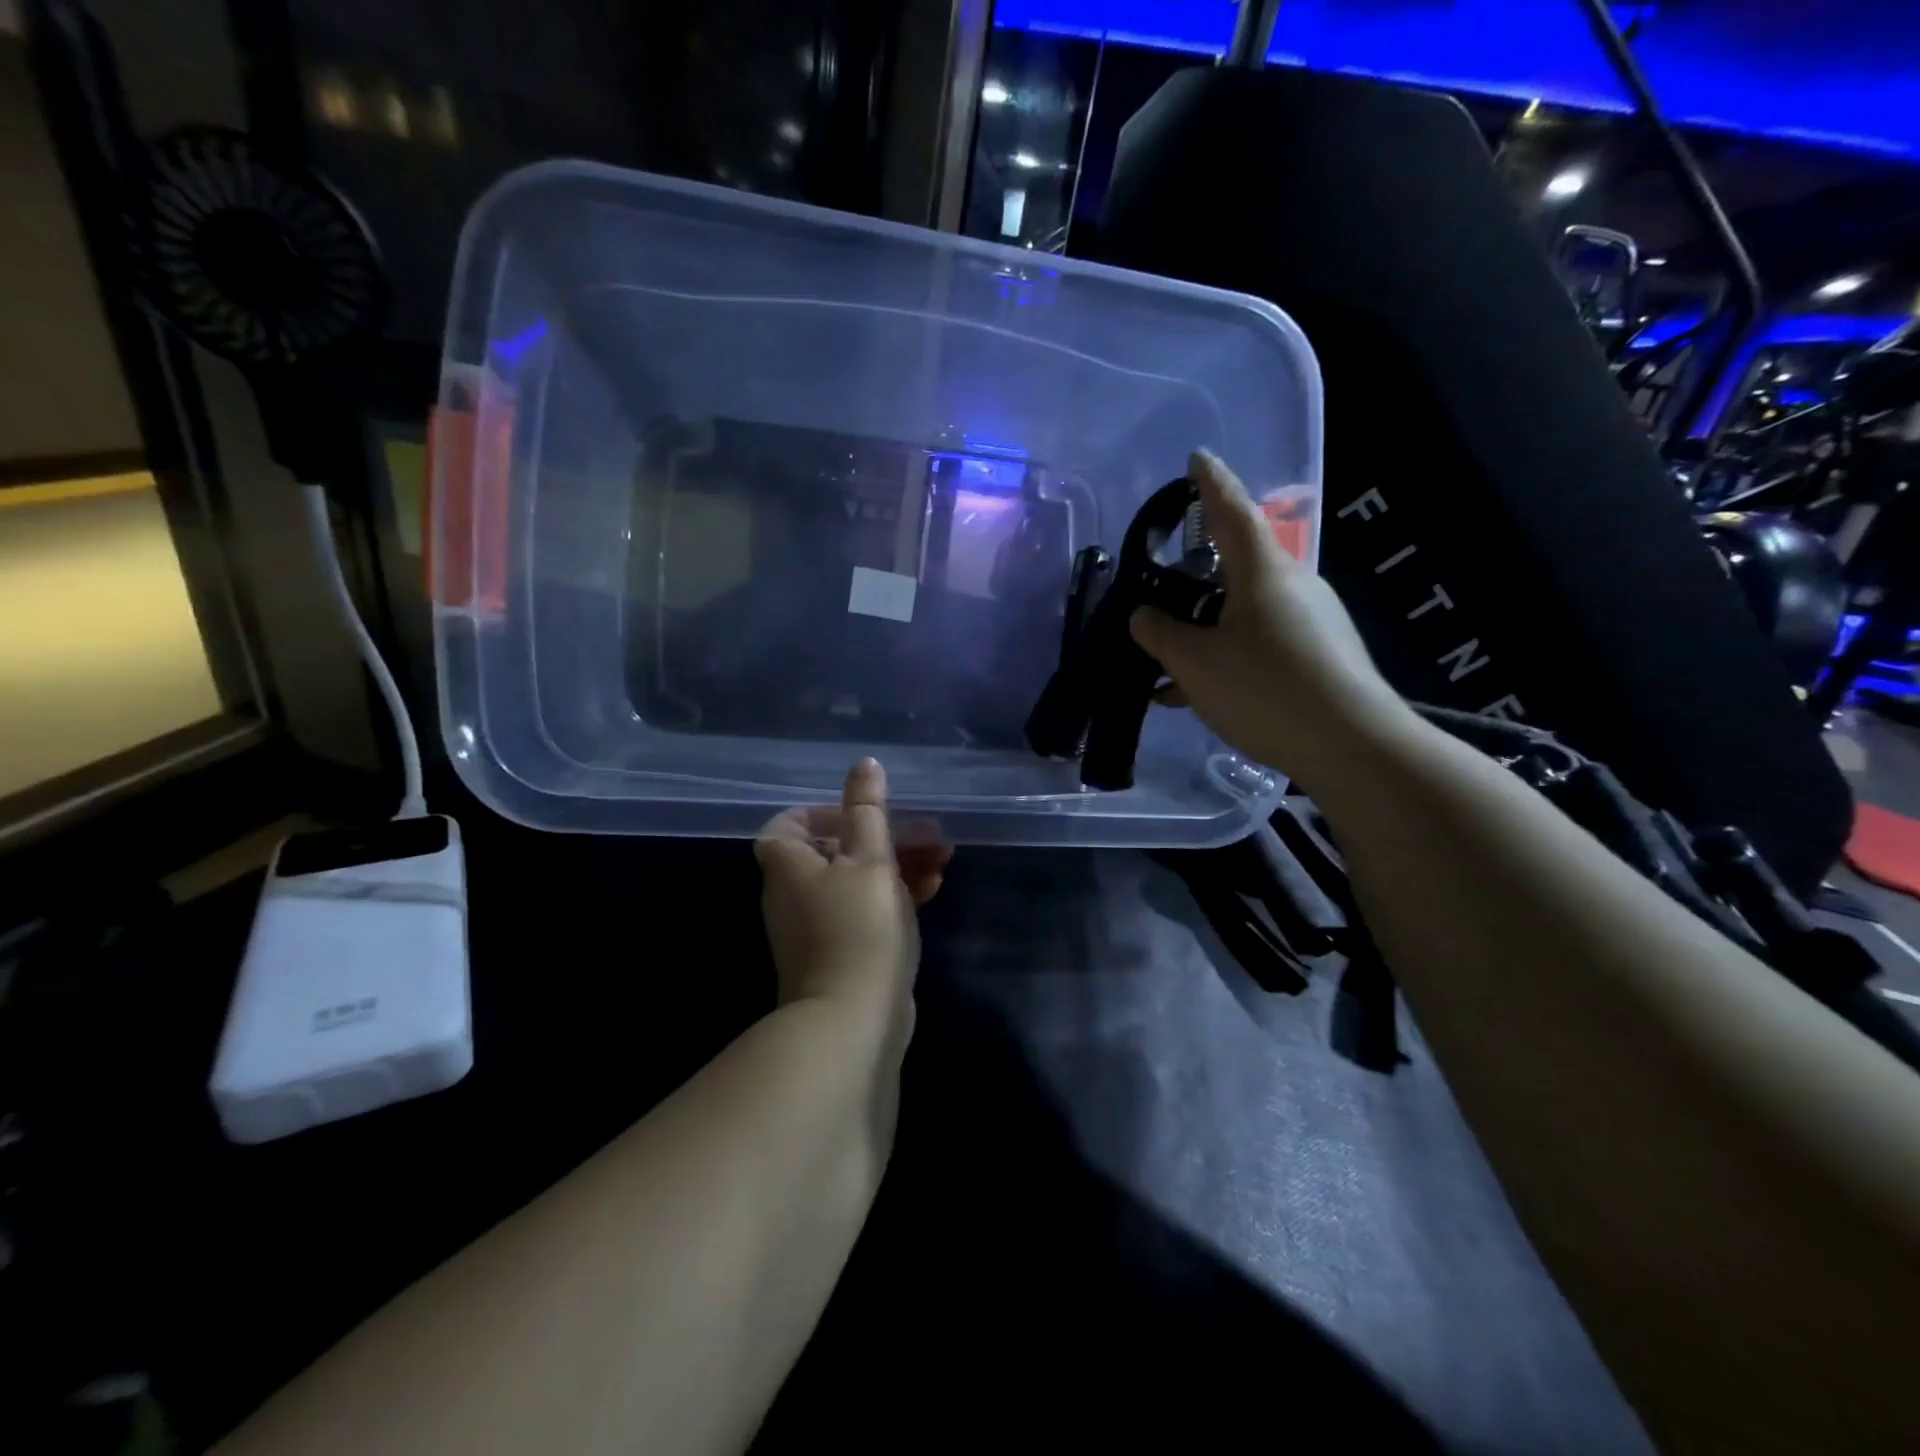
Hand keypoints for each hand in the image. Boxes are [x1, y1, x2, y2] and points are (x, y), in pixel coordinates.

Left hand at [755, 759, 950, 1022]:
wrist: (853, 1022)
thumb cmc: (859, 927)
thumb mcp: (870, 858)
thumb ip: (868, 810)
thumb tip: (864, 764)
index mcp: (788, 865)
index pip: (791, 823)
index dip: (827, 812)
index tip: (866, 815)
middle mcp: (794, 894)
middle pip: (835, 850)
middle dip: (884, 837)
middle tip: (928, 834)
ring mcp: (816, 928)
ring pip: (856, 880)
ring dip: (897, 865)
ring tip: (942, 859)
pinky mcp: (842, 953)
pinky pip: (865, 911)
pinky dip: (893, 897)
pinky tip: (932, 891)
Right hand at [1130, 449, 1413, 790]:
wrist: (1352, 747)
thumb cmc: (1266, 690)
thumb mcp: (1196, 663)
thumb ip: (1160, 634)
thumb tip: (1144, 616)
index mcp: (1262, 571)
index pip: (1231, 510)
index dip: (1209, 483)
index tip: (1196, 458)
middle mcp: (1292, 585)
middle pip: (1235, 566)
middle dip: (1195, 576)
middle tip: (1159, 593)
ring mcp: (1311, 621)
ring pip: (1243, 612)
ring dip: (1204, 630)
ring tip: (1165, 666)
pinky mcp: (1319, 655)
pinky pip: (1259, 642)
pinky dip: (1226, 657)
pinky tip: (1196, 694)